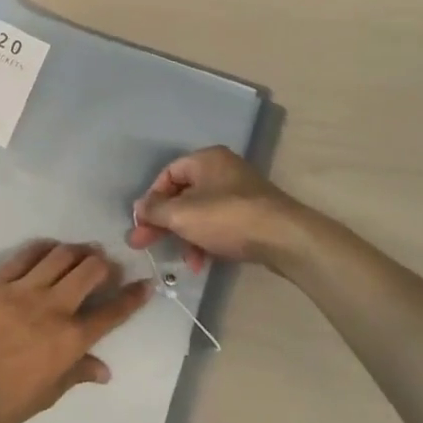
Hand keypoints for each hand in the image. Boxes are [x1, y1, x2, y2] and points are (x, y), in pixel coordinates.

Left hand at [0, 241, 148, 422]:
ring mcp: (25, 290)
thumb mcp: (48, 395)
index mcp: (71, 339)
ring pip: (61, 256)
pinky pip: (25, 255)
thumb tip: (104, 370)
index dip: (133, 297)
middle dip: (104, 264)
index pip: (112, 312)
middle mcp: (54, 307)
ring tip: (82, 251)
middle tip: (106, 266)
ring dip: (77, 250)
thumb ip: (77, 374)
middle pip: (90, 271)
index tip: (145, 284)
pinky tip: (49, 248)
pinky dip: (43, 248)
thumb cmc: (4, 401)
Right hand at [127, 147, 310, 274]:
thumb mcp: (182, 214)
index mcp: (206, 160)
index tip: (141, 224)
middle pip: (182, 195)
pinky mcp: (250, 215)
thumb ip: (155, 211)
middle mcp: (222, 170)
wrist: (283, 238)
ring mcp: (239, 193)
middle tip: (144, 244)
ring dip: (185, 236)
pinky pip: (218, 224)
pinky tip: (200, 263)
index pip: (167, 174)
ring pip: (200, 213)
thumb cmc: (227, 218)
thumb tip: (139, 208)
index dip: (151, 199)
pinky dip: (205, 241)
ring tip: (182, 260)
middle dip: (164, 223)